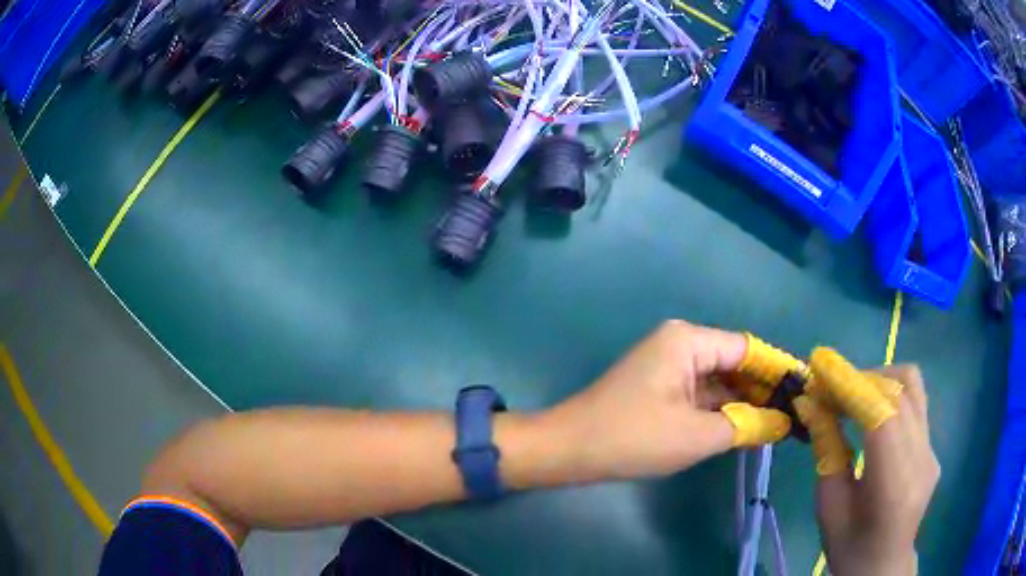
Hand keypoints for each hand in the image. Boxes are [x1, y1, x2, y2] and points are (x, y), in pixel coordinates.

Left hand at [543, 320, 790, 481]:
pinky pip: (701, 394)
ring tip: (781, 422)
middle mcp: (681, 344)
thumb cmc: (633, 437)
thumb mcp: (697, 435)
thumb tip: (782, 422)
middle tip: (797, 412)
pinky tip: (746, 426)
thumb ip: (745, 425)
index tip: (806, 389)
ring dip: (744, 401)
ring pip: (719, 381)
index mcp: (689, 341)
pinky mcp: (661, 387)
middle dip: (764, 388)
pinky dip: (722, 409)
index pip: (748, 350)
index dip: (778, 370)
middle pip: (735, 363)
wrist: (568, 449)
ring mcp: (669, 366)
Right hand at [796, 357, 939, 575]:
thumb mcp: (829, 506)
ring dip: (880, 380)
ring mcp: (932, 450)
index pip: (882, 416)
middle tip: (830, 388)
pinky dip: (890, 395)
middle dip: (862, 379)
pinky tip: (872, 415)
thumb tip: (810, 404)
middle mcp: (921, 459)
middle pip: (900, 390)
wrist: (884, 565)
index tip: (820, 368)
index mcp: (893, 485)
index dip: (852, 386)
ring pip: (913, 386)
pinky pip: (915, 404)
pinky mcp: (933, 446)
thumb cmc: (849, 546)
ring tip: (853, 394)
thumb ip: (827, 451)